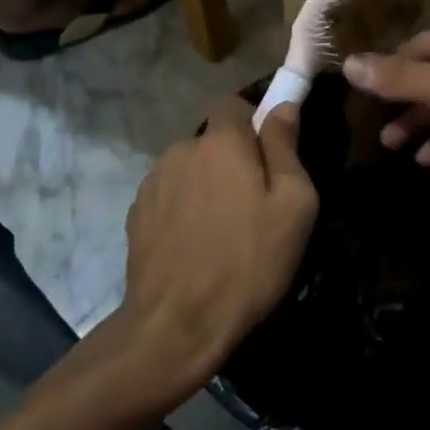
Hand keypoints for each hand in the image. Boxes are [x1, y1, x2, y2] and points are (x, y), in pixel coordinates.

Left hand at [118, 99, 318, 389]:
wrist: (176, 326)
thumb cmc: (248, 262)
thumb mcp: (293, 205)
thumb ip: (285, 146)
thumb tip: (283, 105)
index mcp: (221, 141)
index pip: (232, 103)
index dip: (252, 121)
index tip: (268, 154)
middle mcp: (181, 150)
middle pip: (211, 139)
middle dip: (231, 159)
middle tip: (252, 203)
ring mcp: (153, 182)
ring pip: (189, 168)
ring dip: (205, 185)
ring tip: (221, 231)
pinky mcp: (136, 215)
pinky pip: (168, 196)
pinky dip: (183, 209)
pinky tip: (194, 247)